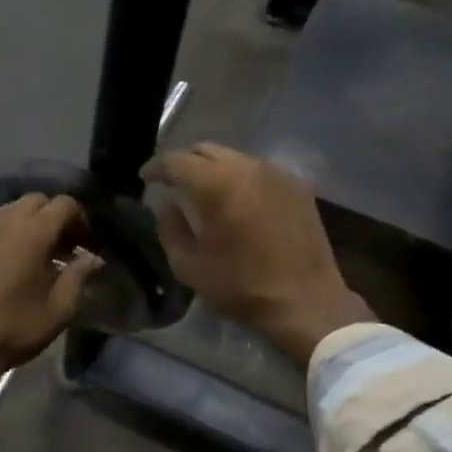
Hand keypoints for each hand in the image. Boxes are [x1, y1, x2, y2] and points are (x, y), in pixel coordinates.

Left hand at [0, 195, 101, 434]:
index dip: (81, 220)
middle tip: (64, 247)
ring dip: (30, 223)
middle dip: (55, 217)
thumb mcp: (60, 309)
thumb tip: (93, 258)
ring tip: (38, 255)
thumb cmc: (14, 328)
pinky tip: (10, 264)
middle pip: (37, 200)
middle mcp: (5, 221)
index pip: (65, 204)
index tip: (87, 245)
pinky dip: (8, 234)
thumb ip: (80, 276)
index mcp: (33, 232)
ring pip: (12, 210)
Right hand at [142, 143, 372, 364]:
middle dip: (185, 163)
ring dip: (215, 169)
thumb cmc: (242, 286)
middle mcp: (247, 167)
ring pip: (235, 158)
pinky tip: (240, 201)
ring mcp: (276, 173)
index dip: (156, 167)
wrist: (306, 301)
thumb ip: (170, 228)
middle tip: (174, 182)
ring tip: (207, 191)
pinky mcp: (297, 185)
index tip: (145, 177)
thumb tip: (167, 205)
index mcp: (216, 184)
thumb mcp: (190, 266)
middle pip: (206, 150)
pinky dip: (242, 179)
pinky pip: (259, 171)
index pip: (177, 161)